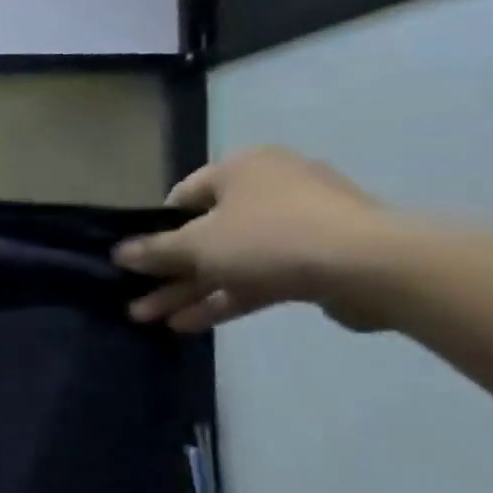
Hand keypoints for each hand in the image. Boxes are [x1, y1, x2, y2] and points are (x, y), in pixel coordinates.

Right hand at [113, 148, 396, 332]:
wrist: (374, 267)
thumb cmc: (270, 238)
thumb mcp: (197, 245)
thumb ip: (155, 251)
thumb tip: (119, 253)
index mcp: (242, 169)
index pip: (183, 196)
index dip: (156, 230)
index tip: (140, 259)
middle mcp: (271, 188)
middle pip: (205, 233)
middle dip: (169, 272)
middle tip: (138, 298)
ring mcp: (300, 225)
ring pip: (230, 260)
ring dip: (191, 290)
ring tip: (153, 320)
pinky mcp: (320, 259)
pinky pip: (260, 276)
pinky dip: (227, 296)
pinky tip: (191, 324)